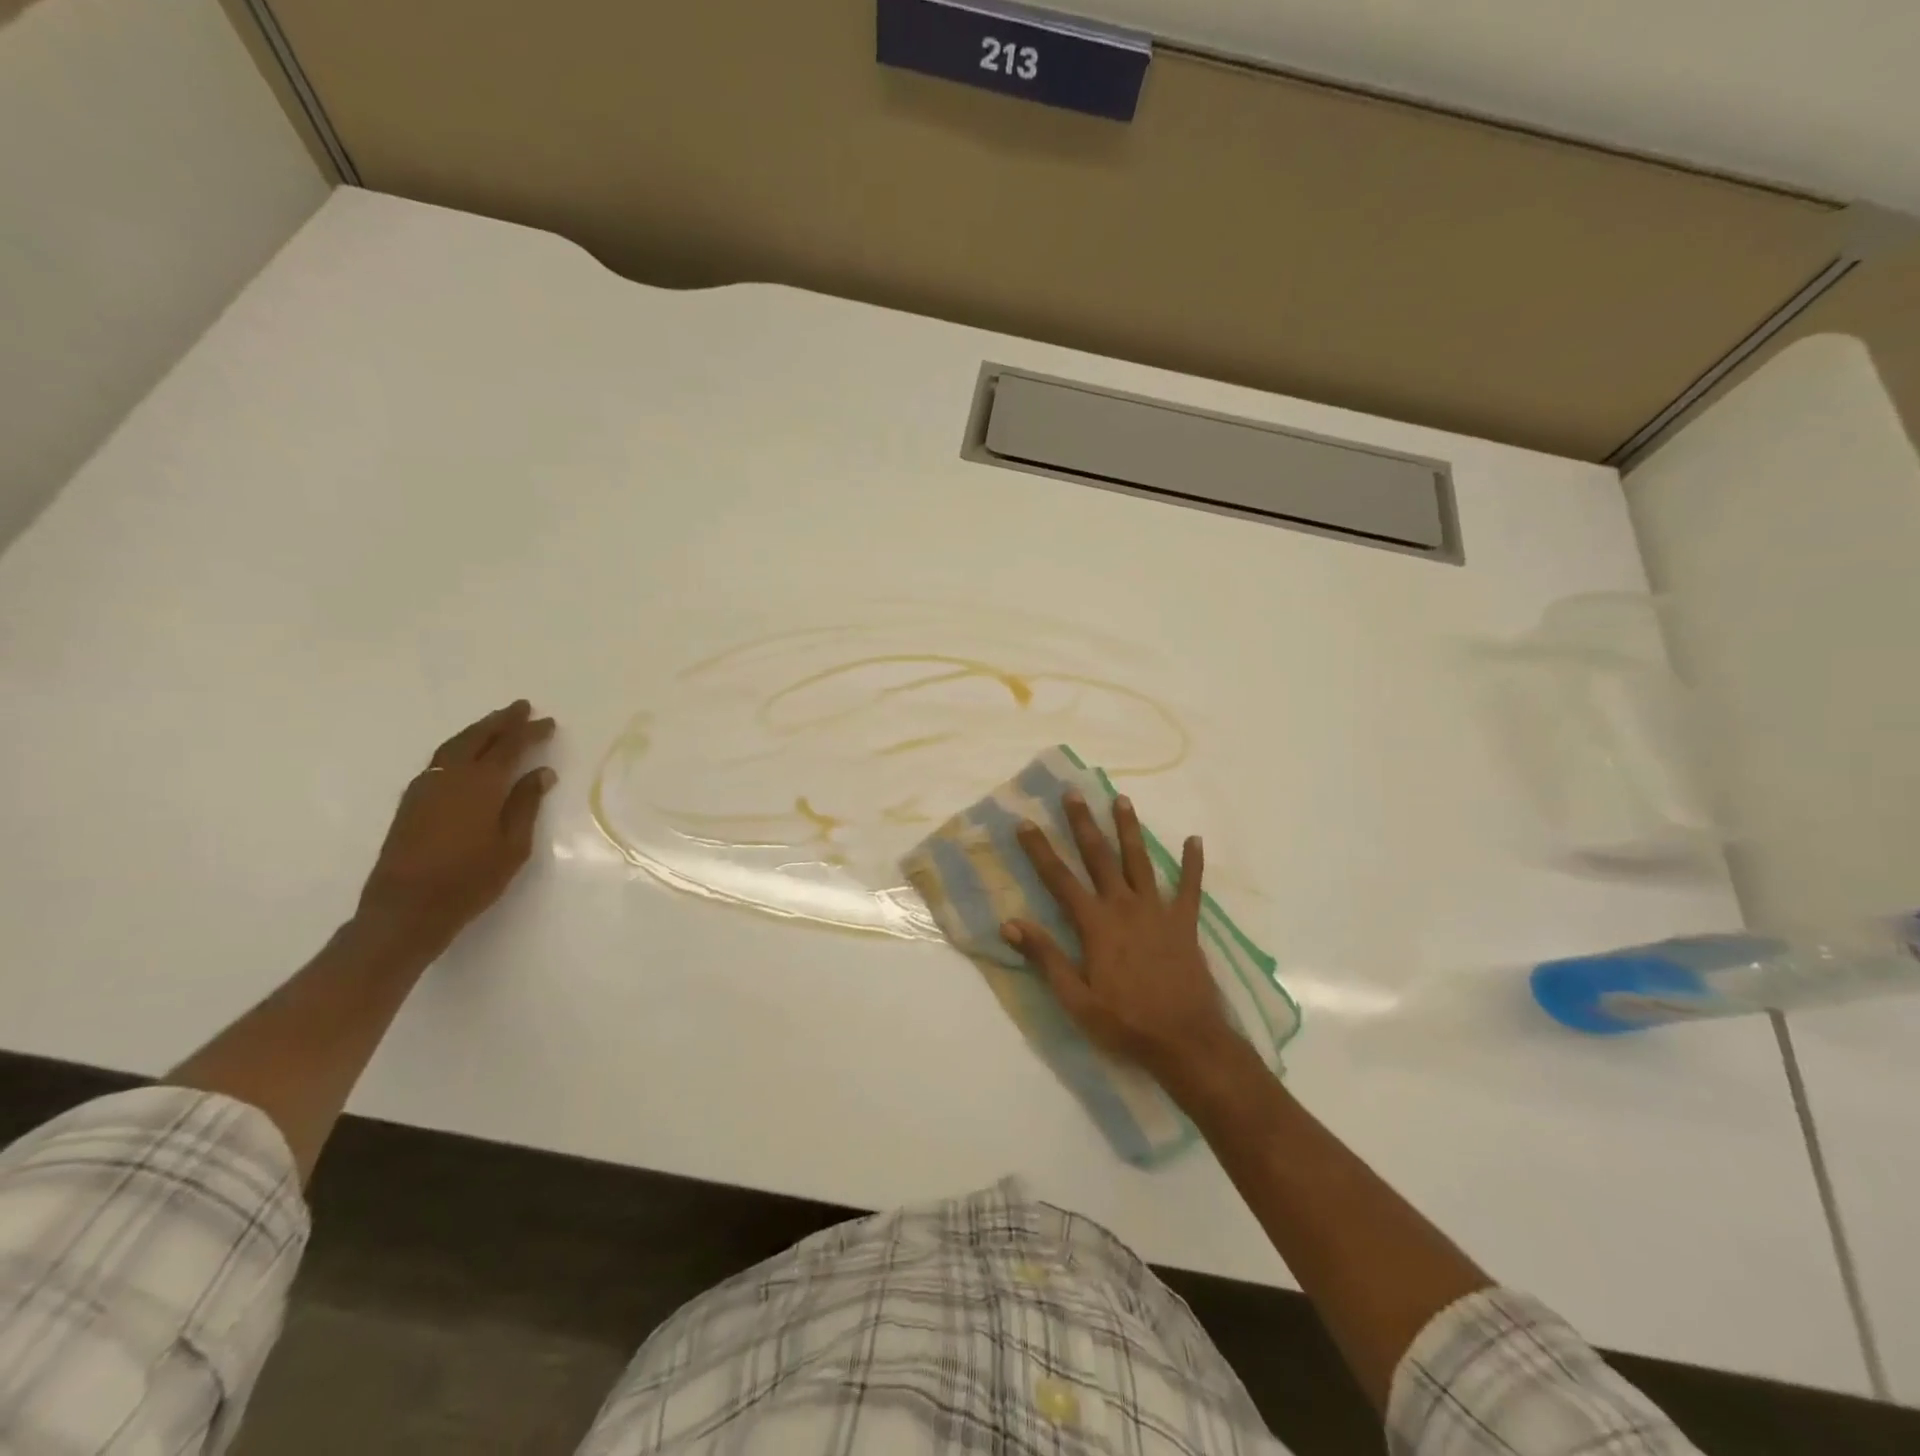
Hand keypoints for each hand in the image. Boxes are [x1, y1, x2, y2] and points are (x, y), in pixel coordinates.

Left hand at [356, 701, 557, 953]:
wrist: (406, 910)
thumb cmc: (470, 880)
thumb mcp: (513, 846)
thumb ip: (526, 804)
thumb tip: (541, 772)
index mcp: (480, 785)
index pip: (509, 747)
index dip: (529, 732)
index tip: (548, 722)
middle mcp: (450, 778)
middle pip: (477, 738)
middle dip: (502, 721)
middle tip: (522, 707)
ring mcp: (425, 788)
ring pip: (454, 746)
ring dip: (478, 730)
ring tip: (497, 723)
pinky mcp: (411, 802)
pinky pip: (440, 760)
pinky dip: (459, 747)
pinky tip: (467, 754)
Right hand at [1002, 791, 1238, 1089]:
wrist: (1186, 1041)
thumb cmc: (1125, 1023)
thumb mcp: (1076, 999)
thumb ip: (1045, 958)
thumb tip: (1010, 924)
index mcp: (1095, 925)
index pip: (1060, 879)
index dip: (1040, 850)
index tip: (1025, 823)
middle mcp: (1124, 907)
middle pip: (1099, 857)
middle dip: (1083, 824)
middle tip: (1073, 793)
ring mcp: (1158, 912)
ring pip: (1140, 860)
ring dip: (1129, 829)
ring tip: (1122, 799)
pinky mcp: (1185, 923)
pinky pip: (1190, 887)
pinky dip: (1192, 863)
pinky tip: (1195, 840)